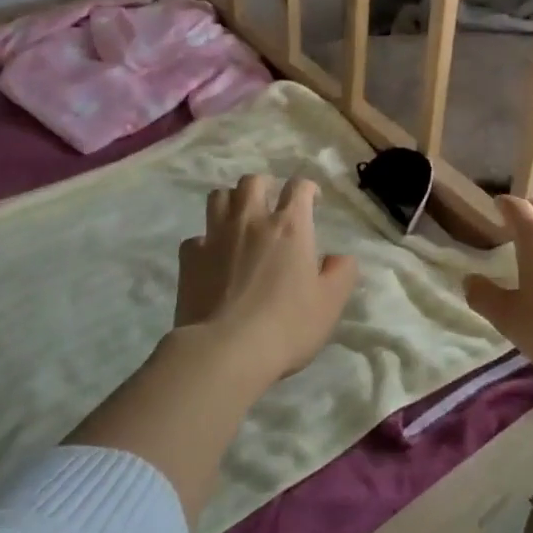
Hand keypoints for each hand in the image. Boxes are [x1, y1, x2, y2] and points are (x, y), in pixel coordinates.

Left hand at [174, 174, 358, 382]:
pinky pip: (196, 237)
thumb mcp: (330, 303)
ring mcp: (216, 236)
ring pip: (219, 197)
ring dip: (231, 201)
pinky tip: (212, 258)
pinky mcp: (191, 258)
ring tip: (238, 219)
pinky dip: (205, 242)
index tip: (312, 200)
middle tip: (270, 204)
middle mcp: (252, 220)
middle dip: (264, 186)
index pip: (298, 187)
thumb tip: (340, 257)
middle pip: (253, 182)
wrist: (226, 351)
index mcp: (290, 227)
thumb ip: (341, 273)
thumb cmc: (287, 326)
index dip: (307, 188)